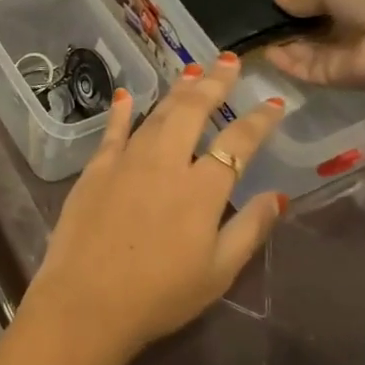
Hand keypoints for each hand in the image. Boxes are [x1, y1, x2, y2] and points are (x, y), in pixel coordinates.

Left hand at [26, 53, 287, 364]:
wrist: (86, 302)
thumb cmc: (158, 296)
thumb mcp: (218, 273)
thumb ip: (249, 229)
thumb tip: (279, 196)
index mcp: (201, 190)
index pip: (238, 143)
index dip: (259, 121)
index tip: (275, 104)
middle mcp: (165, 163)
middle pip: (194, 111)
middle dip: (215, 83)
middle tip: (230, 63)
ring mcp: (126, 161)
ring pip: (156, 114)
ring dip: (177, 89)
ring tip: (193, 69)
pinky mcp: (95, 169)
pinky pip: (112, 131)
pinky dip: (121, 111)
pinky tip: (125, 95)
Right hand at [265, 0, 364, 88]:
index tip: (278, 1)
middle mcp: (357, 23)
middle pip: (317, 26)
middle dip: (291, 23)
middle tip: (260, 21)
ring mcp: (347, 51)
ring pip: (309, 49)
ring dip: (285, 43)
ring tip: (256, 36)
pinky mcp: (338, 76)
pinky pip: (308, 68)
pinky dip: (287, 63)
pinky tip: (266, 53)